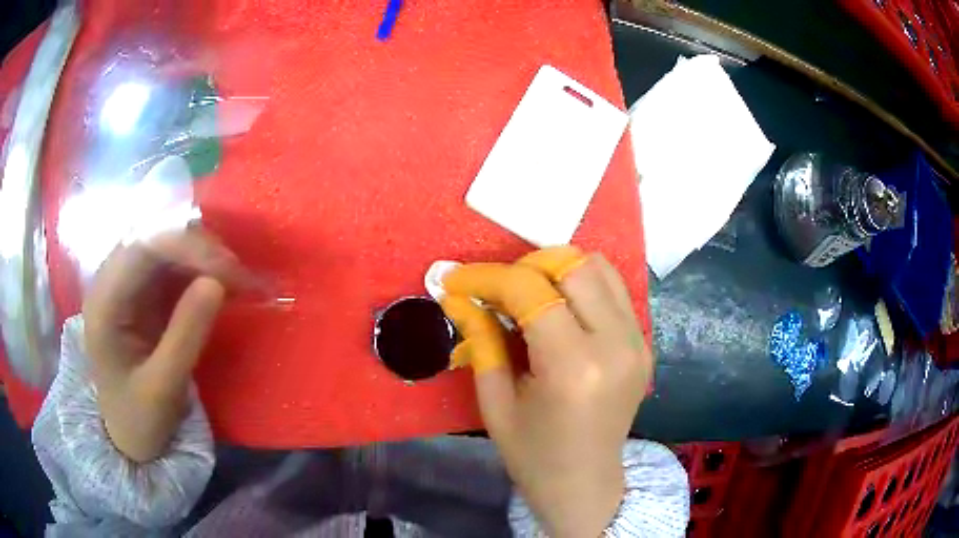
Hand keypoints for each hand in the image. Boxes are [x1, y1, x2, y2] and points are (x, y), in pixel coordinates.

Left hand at [83, 228, 250, 461]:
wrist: (127, 435)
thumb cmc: (138, 418)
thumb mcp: (163, 389)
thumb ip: (185, 336)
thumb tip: (217, 283)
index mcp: (104, 302)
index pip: (142, 247)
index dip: (188, 248)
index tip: (230, 271)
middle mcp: (111, 280)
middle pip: (155, 237)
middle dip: (200, 249)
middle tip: (240, 276)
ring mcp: (126, 282)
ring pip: (166, 245)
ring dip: (203, 256)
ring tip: (237, 280)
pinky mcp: (141, 291)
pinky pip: (172, 264)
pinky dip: (200, 268)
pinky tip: (221, 283)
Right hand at [440, 247, 653, 537]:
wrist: (585, 484)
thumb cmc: (532, 454)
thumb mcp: (494, 401)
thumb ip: (480, 339)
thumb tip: (456, 294)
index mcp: (574, 367)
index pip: (530, 291)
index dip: (487, 277)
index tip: (456, 280)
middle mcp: (615, 344)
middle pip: (573, 266)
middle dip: (526, 266)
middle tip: (497, 289)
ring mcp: (637, 341)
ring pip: (599, 267)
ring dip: (558, 270)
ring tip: (528, 294)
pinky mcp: (644, 343)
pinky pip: (614, 290)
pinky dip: (582, 285)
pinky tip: (560, 308)